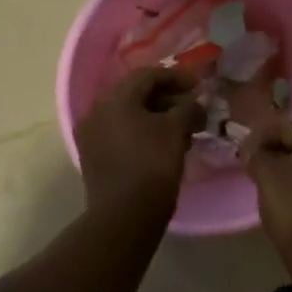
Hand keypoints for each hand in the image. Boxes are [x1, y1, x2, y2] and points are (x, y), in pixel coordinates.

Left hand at [76, 66, 201, 219]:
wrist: (123, 216)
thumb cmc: (152, 165)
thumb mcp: (176, 130)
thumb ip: (189, 108)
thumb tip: (197, 102)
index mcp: (114, 98)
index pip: (148, 75)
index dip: (177, 77)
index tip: (199, 87)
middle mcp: (96, 111)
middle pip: (136, 94)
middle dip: (167, 98)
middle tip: (192, 107)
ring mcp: (91, 135)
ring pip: (128, 115)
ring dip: (157, 116)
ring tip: (183, 128)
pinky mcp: (94, 157)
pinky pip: (121, 133)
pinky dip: (143, 132)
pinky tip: (164, 144)